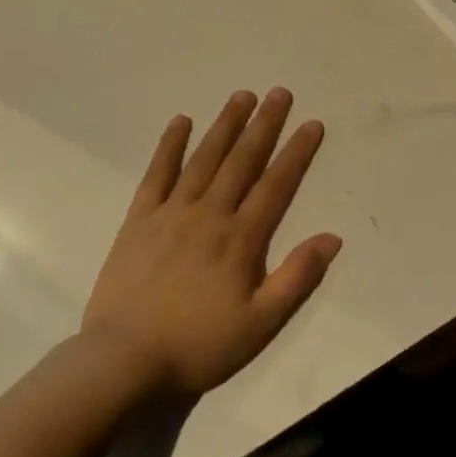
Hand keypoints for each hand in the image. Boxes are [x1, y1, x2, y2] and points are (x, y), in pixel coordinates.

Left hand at [80, 89, 340, 399]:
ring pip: (205, 159)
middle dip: (263, 124)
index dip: (296, 152)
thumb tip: (332, 237)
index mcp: (240, 239)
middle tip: (279, 92)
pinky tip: (181, 121)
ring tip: (242, 96)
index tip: (311, 123)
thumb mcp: (259, 324)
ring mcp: (172, 212)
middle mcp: (210, 214)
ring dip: (225, 125)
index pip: (276, 185)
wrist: (123, 364)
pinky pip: (157, 174)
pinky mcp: (139, 219)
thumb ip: (296, 278)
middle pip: (242, 161)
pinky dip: (169, 146)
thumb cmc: (197, 346)